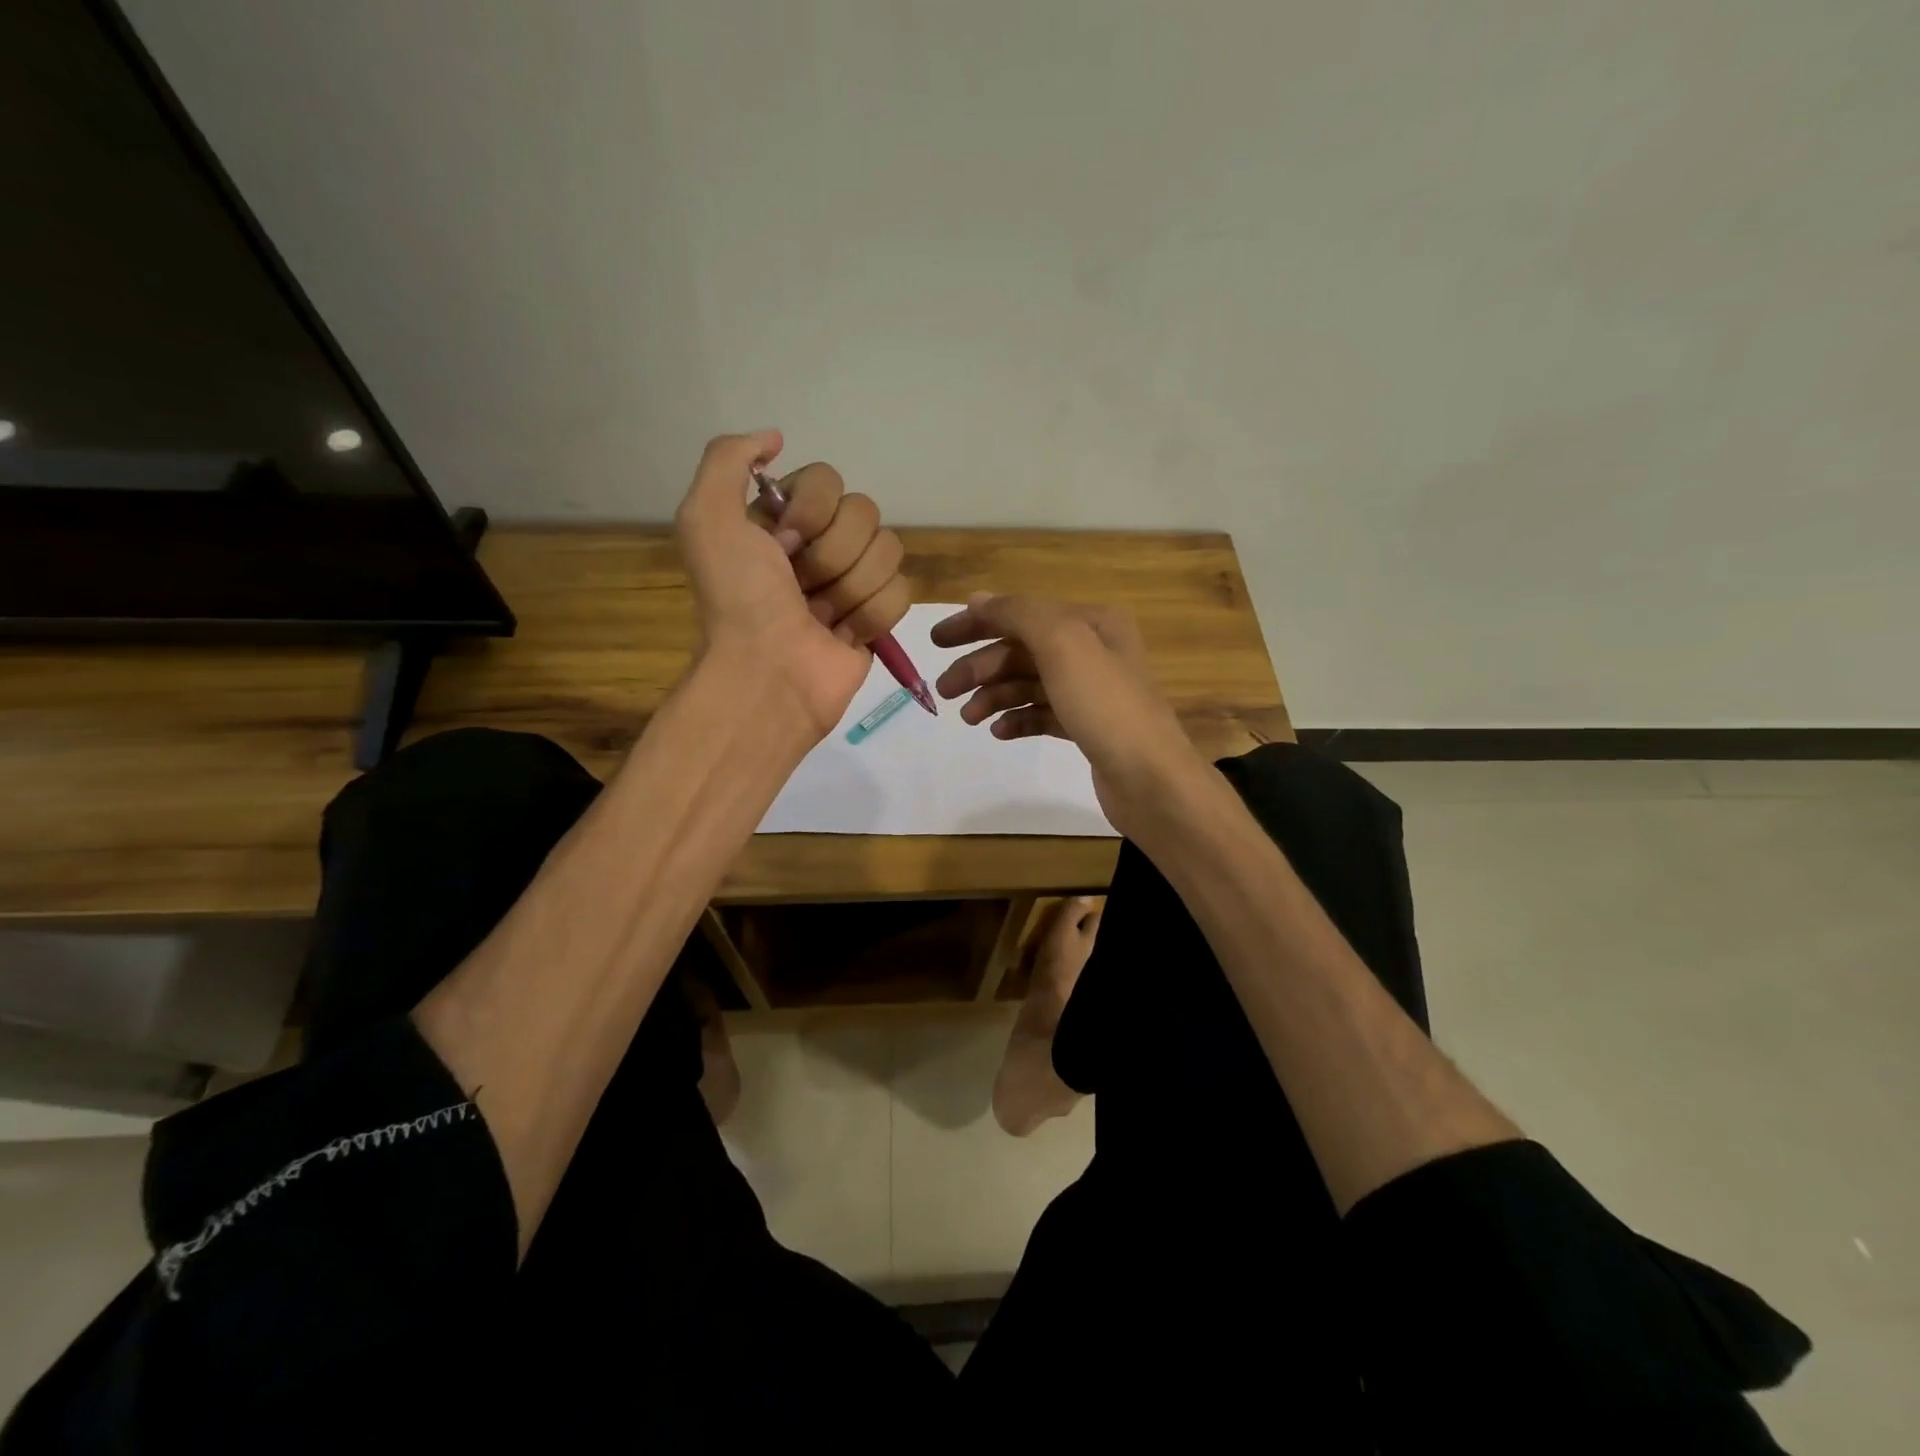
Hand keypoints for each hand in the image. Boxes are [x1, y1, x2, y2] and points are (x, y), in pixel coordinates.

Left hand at [675, 431, 909, 737]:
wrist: (768, 674)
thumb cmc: (739, 599)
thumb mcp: (706, 518)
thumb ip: (728, 459)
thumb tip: (775, 438)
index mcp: (783, 518)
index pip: (829, 480)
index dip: (810, 511)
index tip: (782, 544)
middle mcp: (820, 544)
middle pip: (865, 513)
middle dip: (831, 555)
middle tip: (800, 588)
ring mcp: (853, 581)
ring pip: (888, 551)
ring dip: (850, 589)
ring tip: (820, 617)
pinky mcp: (878, 618)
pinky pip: (901, 593)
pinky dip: (871, 617)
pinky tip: (842, 636)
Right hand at [930, 594, 1204, 833]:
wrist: (1151, 779)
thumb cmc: (1106, 706)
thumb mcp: (1062, 644)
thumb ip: (1018, 614)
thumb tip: (978, 600)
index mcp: (1090, 623)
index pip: (1022, 613)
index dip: (977, 623)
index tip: (936, 642)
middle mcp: (1092, 651)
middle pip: (1022, 650)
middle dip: (981, 667)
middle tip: (945, 691)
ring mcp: (1090, 692)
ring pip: (1028, 684)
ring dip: (994, 695)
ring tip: (969, 719)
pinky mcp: (1087, 728)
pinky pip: (1041, 714)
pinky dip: (1017, 719)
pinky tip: (999, 732)